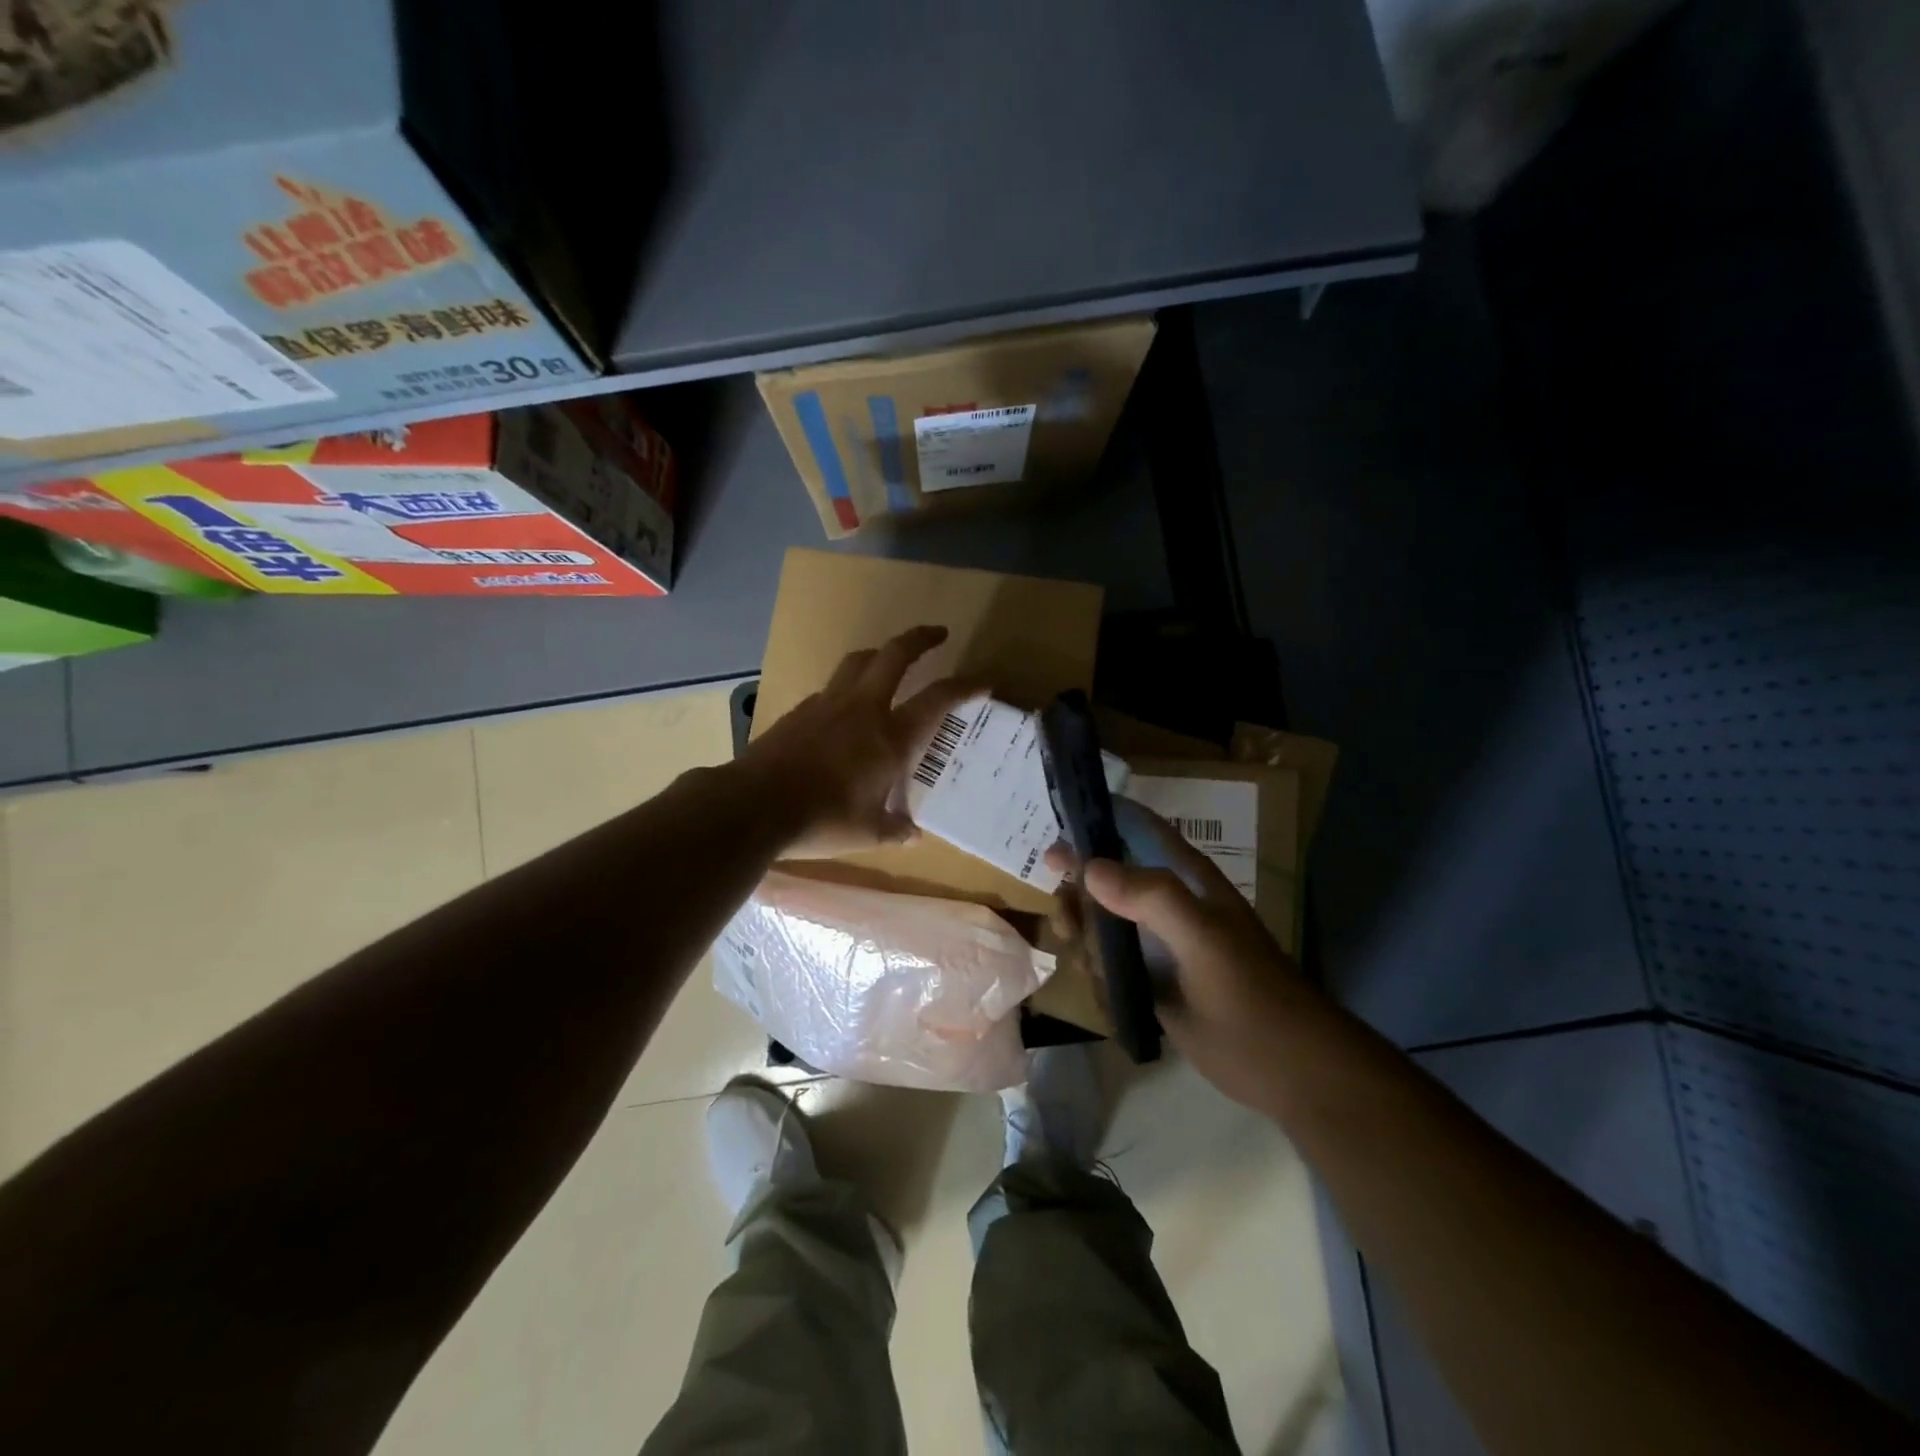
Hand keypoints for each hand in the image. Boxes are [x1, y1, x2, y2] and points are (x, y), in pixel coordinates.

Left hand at [739, 625, 974, 857]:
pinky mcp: (799, 711)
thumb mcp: (866, 833)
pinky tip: (844, 711)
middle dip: (920, 638)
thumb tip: (914, 835)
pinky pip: (830, 689)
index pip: (938, 700)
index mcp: (890, 738)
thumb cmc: (821, 820)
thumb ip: (894, 830)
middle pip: (895, 655)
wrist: (753, 805)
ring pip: (858, 662)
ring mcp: (827, 704)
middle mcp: (862, 709)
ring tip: (889, 662)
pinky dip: (846, 688)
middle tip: (937, 634)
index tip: (983, 681)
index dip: (965, 686)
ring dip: (880, 655)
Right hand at [1077, 810, 1321, 1115]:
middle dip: (1079, 893)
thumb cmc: (1250, 994)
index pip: (1137, 829)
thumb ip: (1151, 898)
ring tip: (1088, 962)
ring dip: (1085, 936)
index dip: (1098, 821)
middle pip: (1107, 876)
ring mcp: (1157, 943)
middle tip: (1068, 922)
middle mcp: (1166, 903)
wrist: (1286, 1069)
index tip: (1056, 835)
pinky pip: (1108, 961)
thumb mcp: (1203, 939)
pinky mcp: (1151, 980)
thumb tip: (1089, 868)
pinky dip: (1097, 970)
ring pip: (1102, 921)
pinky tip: (1103, 990)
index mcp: (1184, 879)